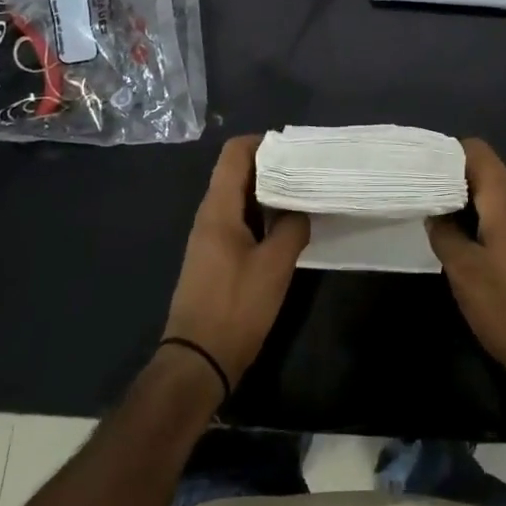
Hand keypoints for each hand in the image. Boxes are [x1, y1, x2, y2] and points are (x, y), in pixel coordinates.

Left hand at [162, 135, 310, 386]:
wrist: (197, 362)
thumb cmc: (236, 307)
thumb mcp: (275, 266)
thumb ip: (292, 228)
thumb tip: (301, 209)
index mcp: (218, 209)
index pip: (234, 153)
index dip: (263, 143)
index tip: (295, 150)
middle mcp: (209, 215)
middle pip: (237, 173)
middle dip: (272, 167)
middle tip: (308, 171)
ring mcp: (209, 238)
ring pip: (239, 198)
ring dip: (268, 193)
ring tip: (303, 196)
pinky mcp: (214, 258)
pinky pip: (238, 220)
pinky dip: (261, 216)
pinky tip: (286, 228)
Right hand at [428, 138, 505, 405]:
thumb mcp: (465, 272)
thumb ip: (445, 234)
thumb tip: (433, 211)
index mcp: (505, 205)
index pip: (480, 153)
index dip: (449, 151)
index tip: (420, 163)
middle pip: (485, 170)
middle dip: (451, 172)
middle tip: (417, 185)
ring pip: (489, 195)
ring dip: (461, 196)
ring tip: (428, 207)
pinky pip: (495, 216)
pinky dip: (472, 216)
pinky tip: (452, 235)